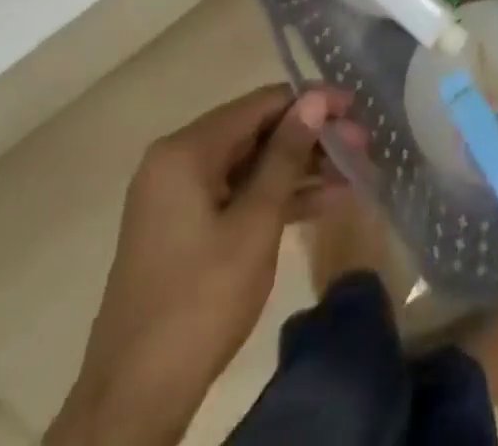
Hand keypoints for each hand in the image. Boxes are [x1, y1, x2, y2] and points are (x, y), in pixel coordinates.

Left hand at [47, 85, 361, 445]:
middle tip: (363, 148)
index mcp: (187, 150)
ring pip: (252, 165)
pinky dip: (277, 197)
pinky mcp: (185, 228)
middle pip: (258, 132)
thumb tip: (316, 99)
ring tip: (354, 174)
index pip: (262, 103)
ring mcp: (179, 196)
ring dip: (301, 169)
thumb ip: (287, 154)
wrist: (135, 400)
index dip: (313, 102)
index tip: (356, 110)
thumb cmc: (201, 301)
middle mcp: (178, 161)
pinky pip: (239, 194)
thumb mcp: (255, 223)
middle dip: (312, 139)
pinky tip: (324, 202)